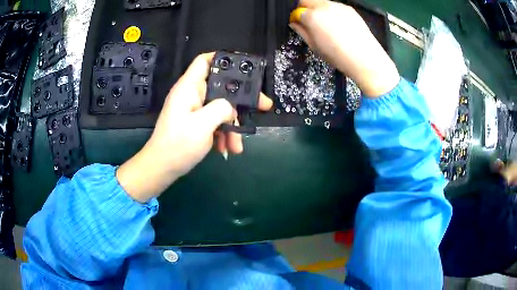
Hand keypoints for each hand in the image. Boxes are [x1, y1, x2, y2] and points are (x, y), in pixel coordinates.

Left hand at [116, 53, 272, 202]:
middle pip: (221, 87)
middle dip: (240, 101)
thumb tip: (231, 108)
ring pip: (221, 109)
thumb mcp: (202, 125)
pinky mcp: (197, 123)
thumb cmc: (178, 144)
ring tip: (236, 146)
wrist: (162, 169)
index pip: (204, 61)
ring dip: (232, 126)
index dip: (222, 58)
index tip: (244, 67)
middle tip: (263, 106)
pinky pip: (216, 122)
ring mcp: (195, 110)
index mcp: (189, 88)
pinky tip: (227, 149)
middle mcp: (192, 95)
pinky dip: (224, 134)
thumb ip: (221, 109)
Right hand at [290, 0, 399, 96]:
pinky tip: (339, 25)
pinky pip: (335, 6)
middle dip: (305, 9)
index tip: (298, 24)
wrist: (365, 58)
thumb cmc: (337, 56)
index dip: (295, 18)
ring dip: (319, 9)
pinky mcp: (349, 9)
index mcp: (312, 16)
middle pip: (307, 1)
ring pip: (321, 2)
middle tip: (310, 22)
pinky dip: (332, 12)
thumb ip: (301, 31)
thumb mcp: (314, 46)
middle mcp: (324, 6)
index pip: (296, 11)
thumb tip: (295, 23)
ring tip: (326, 24)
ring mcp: (338, 6)